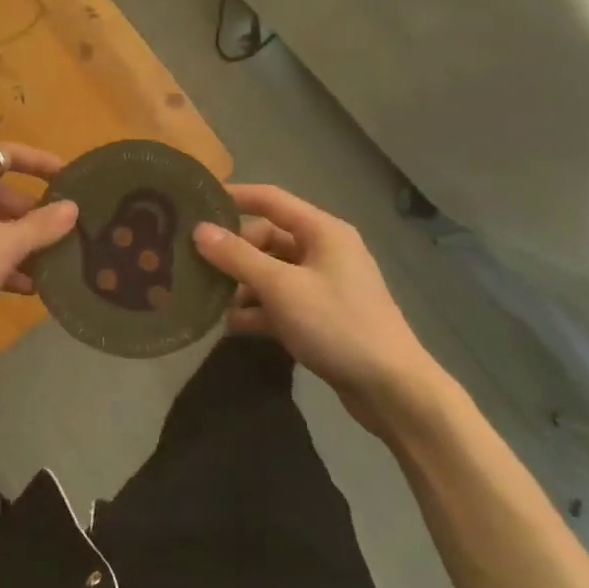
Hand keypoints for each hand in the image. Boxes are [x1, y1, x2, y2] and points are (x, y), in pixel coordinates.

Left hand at [0, 145, 79, 336]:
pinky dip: (3, 262)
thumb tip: (73, 208)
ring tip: (53, 262)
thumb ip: (41, 226)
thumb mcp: (4, 246)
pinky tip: (28, 287)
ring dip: (22, 242)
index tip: (66, 176)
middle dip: (33, 213)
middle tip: (63, 230)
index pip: (4, 155)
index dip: (37, 161)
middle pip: (0, 195)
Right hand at [193, 184, 449, 434]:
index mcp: (322, 231)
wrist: (392, 390)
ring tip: (210, 300)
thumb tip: (199, 230)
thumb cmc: (336, 324)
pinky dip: (259, 309)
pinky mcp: (322, 316)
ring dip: (243, 284)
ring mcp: (324, 285)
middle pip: (268, 238)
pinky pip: (281, 301)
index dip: (234, 197)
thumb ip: (237, 257)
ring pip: (272, 272)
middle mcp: (324, 250)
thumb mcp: (281, 287)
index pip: (270, 199)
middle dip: (234, 252)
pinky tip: (233, 324)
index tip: (196, 202)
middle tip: (198, 265)